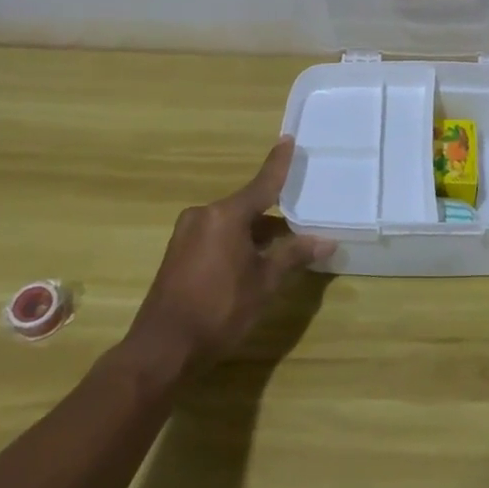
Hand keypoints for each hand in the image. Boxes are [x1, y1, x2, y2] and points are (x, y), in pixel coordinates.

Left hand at [125, 137, 335, 370]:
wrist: (162, 349)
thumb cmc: (219, 310)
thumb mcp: (264, 283)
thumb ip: (293, 256)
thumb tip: (326, 241)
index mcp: (226, 215)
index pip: (262, 183)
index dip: (278, 163)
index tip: (288, 139)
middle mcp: (204, 215)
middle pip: (247, 207)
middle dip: (274, 216)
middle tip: (302, 219)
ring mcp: (187, 234)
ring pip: (232, 224)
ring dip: (256, 234)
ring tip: (283, 249)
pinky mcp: (178, 254)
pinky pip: (216, 237)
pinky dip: (237, 243)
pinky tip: (253, 262)